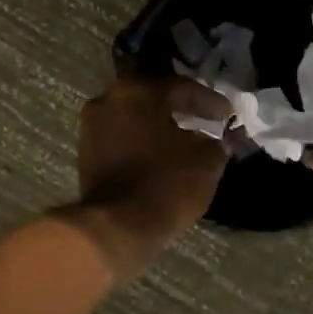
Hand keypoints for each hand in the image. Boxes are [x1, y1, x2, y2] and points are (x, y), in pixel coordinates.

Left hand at [64, 61, 228, 277]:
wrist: (116, 226)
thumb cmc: (165, 185)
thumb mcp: (205, 162)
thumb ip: (215, 143)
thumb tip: (216, 140)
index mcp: (138, 91)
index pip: (181, 87)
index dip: (208, 100)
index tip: (227, 114)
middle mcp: (109, 99)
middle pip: (152, 96)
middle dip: (179, 106)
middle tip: (203, 117)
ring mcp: (92, 125)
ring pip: (133, 116)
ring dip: (157, 123)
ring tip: (182, 137)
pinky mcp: (85, 152)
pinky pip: (121, 136)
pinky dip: (141, 140)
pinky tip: (159, 153)